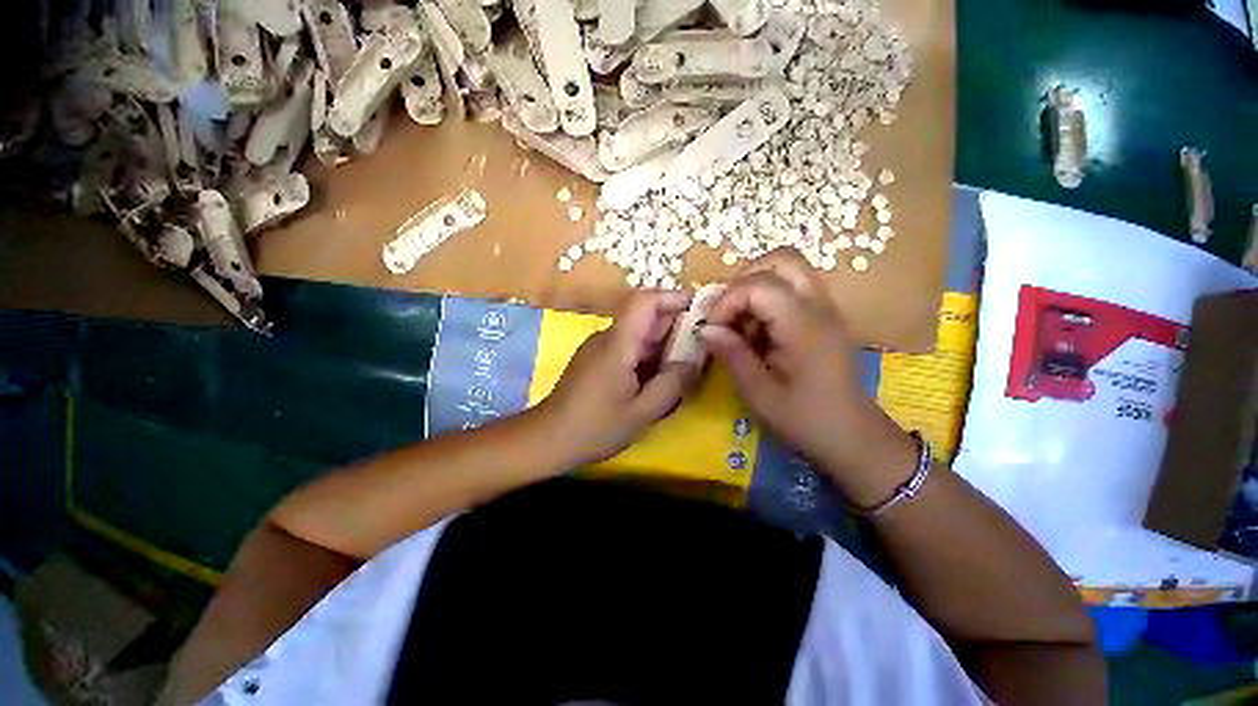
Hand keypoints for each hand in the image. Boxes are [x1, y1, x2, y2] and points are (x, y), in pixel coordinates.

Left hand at [540, 290, 700, 466]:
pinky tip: (657, 380)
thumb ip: (673, 384)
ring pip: (639, 334)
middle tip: (702, 349)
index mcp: (618, 343)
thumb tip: (695, 359)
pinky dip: (649, 357)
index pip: (646, 301)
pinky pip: (629, 348)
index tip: (702, 309)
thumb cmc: (594, 428)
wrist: (547, 440)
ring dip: (664, 345)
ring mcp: (600, 348)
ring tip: (684, 368)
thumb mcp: (642, 412)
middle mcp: (608, 337)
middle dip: (676, 327)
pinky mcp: (597, 360)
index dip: (675, 297)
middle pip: (646, 316)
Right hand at [700, 249, 917, 505]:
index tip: (713, 329)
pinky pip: (791, 289)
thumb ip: (732, 355)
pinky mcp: (823, 317)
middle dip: (744, 280)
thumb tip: (705, 329)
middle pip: (781, 259)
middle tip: (727, 312)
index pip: (759, 285)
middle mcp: (818, 307)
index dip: (727, 301)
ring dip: (755, 288)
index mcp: (804, 327)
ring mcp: (825, 309)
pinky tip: (758, 333)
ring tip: (741, 324)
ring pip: (788, 269)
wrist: (853, 437)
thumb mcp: (759, 394)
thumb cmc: (805, 420)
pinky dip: (766, 300)